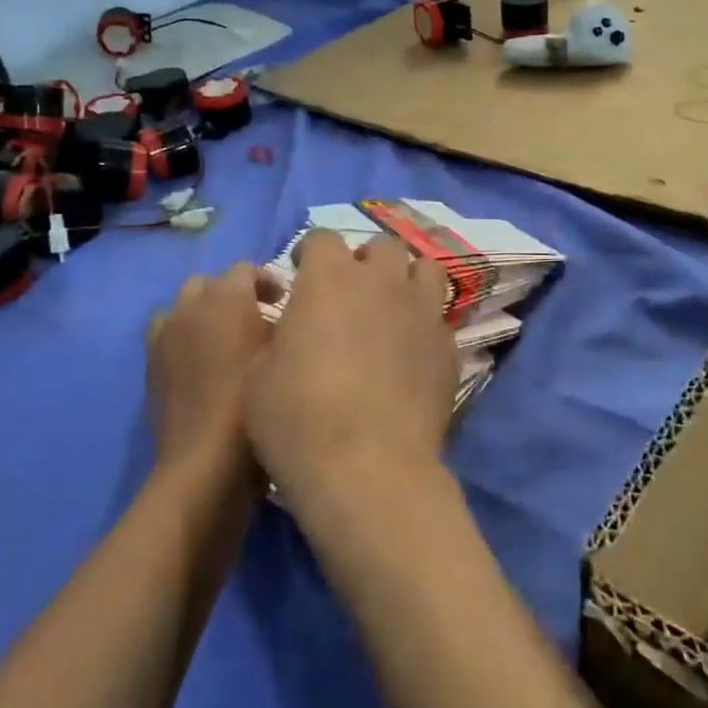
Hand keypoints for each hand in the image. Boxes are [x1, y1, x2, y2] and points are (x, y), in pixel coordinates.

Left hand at [146, 263, 279, 484]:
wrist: (206, 462)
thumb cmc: (256, 403)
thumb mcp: (283, 356)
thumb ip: (283, 325)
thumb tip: (280, 316)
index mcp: (226, 298)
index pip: (246, 269)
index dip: (267, 281)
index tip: (285, 302)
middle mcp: (190, 306)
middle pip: (210, 283)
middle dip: (233, 293)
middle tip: (257, 318)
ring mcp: (164, 334)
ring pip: (184, 307)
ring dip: (205, 314)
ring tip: (226, 340)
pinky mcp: (151, 364)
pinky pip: (168, 335)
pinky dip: (185, 338)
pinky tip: (203, 364)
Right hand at [245, 230, 457, 508]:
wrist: (367, 470)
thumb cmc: (297, 418)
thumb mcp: (259, 372)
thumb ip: (279, 331)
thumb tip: (295, 323)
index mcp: (329, 277)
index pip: (321, 237)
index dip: (309, 255)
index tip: (301, 277)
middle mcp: (380, 281)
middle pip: (380, 246)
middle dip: (363, 262)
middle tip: (349, 295)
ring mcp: (421, 310)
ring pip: (424, 268)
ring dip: (405, 280)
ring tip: (391, 309)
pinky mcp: (448, 345)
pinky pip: (439, 317)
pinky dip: (425, 324)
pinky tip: (412, 353)